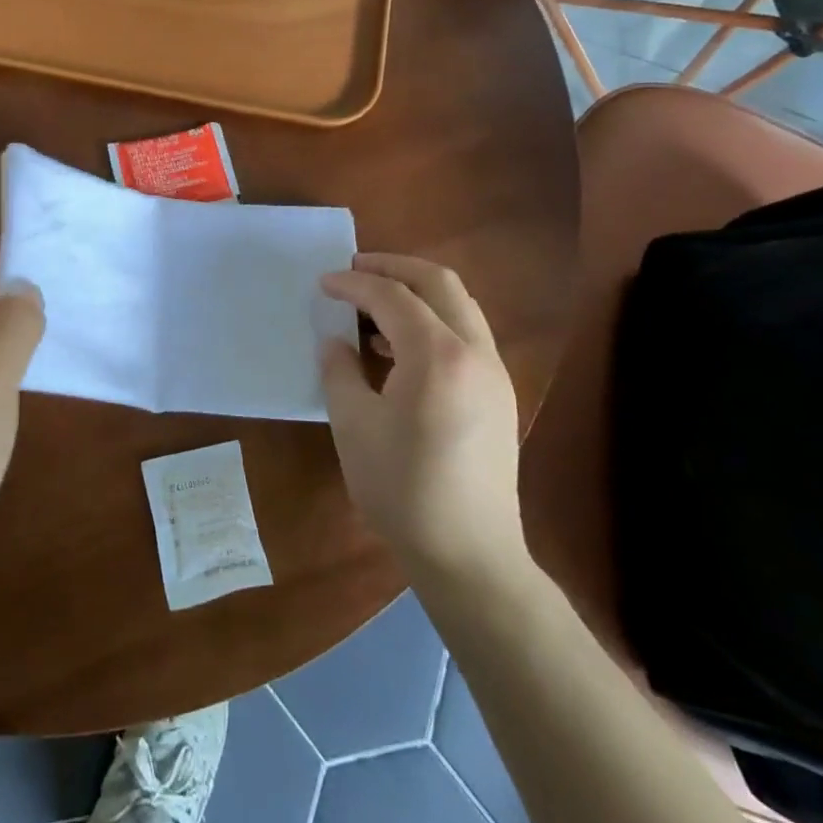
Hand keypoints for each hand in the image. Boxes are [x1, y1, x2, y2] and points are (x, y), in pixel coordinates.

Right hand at [320, 254, 528, 582]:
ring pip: (458, 305)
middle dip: (393, 267)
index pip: (393, 296)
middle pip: (438, 282)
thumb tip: (335, 342)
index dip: (354, 284)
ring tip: (373, 305)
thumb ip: (339, 371)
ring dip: (416, 292)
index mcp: (438, 356)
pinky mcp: (498, 393)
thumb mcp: (353, 426)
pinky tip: (399, 346)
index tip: (323, 283)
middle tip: (354, 269)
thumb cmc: (402, 490)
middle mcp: (475, 351)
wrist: (469, 555)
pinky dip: (431, 320)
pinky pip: (465, 333)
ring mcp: (494, 372)